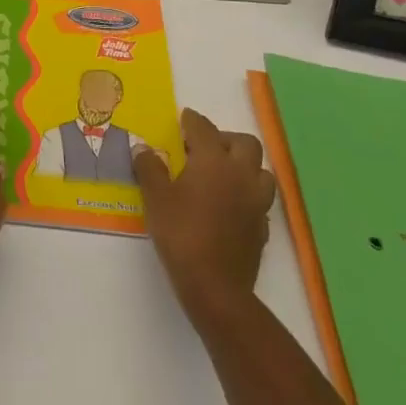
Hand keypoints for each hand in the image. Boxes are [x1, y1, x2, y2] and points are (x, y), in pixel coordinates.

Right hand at [135, 108, 275, 322]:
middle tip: (204, 147)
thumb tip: (143, 148)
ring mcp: (256, 201)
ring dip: (244, 166)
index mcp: (214, 160)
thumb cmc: (181, 234)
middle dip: (225, 138)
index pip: (204, 128)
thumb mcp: (156, 198)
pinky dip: (247, 194)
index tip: (184, 118)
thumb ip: (149, 168)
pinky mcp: (262, 226)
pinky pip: (259, 199)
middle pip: (245, 143)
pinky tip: (230, 205)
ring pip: (260, 171)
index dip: (192, 120)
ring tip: (222, 174)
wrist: (215, 286)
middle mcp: (241, 174)